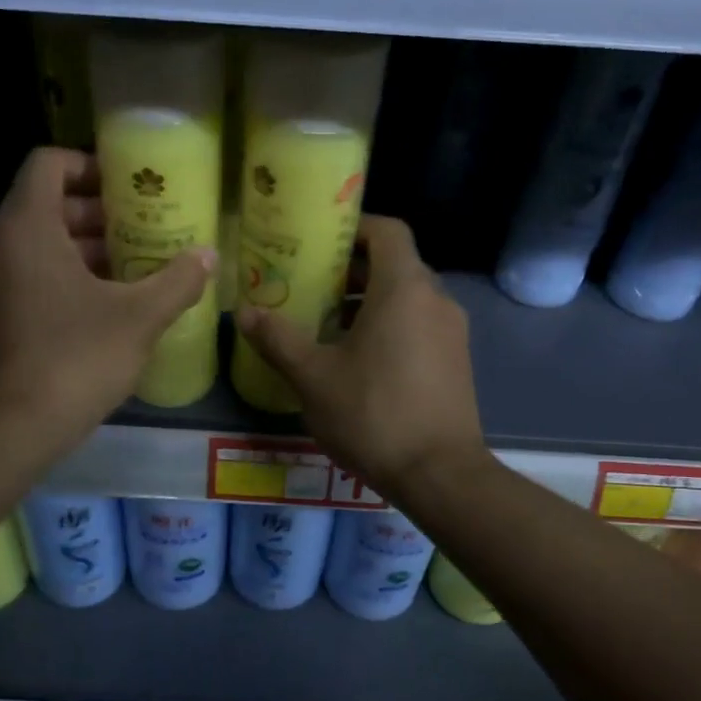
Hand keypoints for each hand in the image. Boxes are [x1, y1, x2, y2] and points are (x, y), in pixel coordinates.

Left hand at [0, 147, 214, 440]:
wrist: (17, 425)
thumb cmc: (79, 357)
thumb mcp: (140, 317)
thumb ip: (178, 280)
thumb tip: (209, 256)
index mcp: (27, 227)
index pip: (49, 163)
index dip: (90, 165)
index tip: (128, 188)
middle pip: (44, 204)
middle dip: (95, 214)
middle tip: (141, 230)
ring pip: (34, 244)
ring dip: (80, 248)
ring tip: (129, 268)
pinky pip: (23, 275)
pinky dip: (59, 276)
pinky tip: (100, 305)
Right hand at [234, 215, 484, 496]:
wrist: (439, 474)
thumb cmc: (373, 414)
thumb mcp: (313, 377)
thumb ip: (278, 339)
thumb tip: (244, 312)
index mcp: (404, 289)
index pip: (387, 231)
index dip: (353, 227)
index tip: (319, 241)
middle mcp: (436, 300)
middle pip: (395, 264)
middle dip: (352, 270)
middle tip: (311, 285)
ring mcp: (451, 332)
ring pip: (408, 298)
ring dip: (369, 302)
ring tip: (327, 325)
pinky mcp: (456, 361)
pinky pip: (419, 325)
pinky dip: (390, 326)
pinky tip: (358, 360)